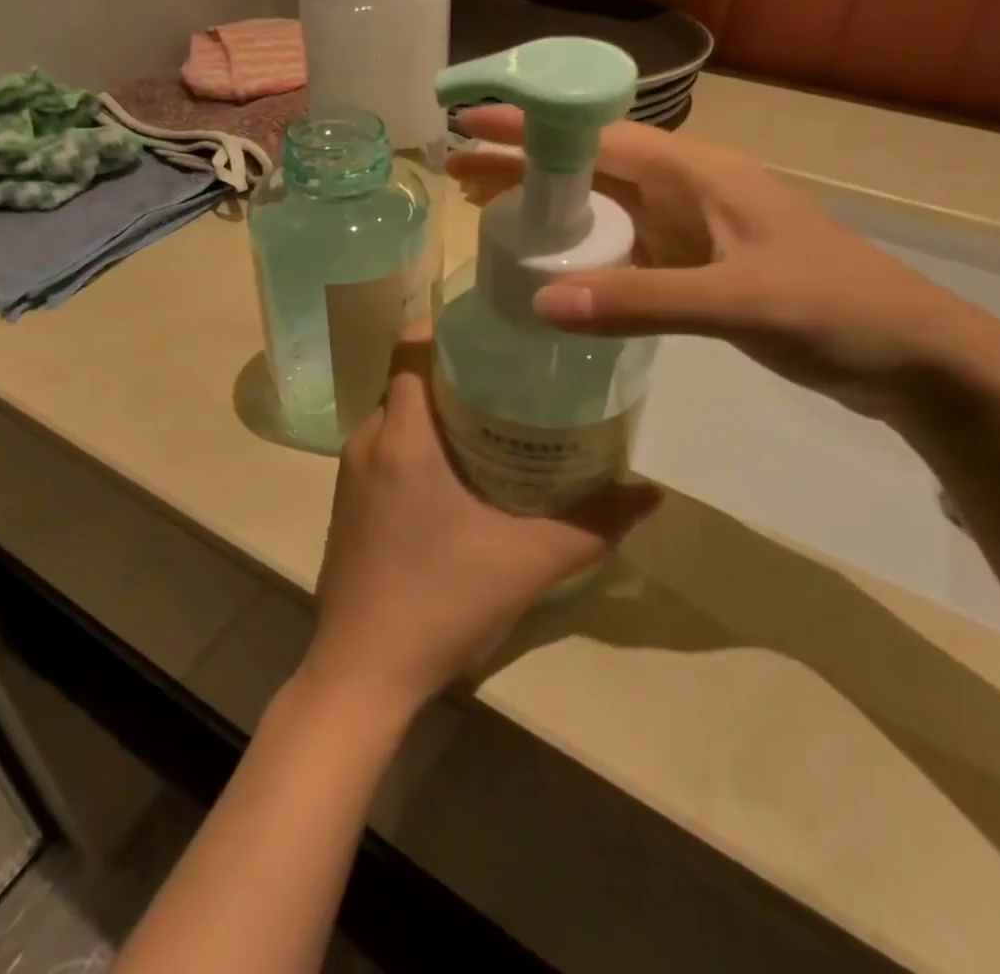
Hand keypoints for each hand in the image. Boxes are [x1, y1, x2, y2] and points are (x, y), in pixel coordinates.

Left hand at [302, 329, 660, 717]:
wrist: (362, 673)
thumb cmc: (442, 601)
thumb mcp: (529, 560)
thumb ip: (594, 522)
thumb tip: (651, 492)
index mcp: (402, 435)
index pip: (411, 347)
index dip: (447, 327)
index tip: (494, 328)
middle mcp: (367, 440)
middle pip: (409, 378)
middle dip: (455, 367)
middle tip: (512, 371)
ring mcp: (350, 473)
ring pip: (397, 414)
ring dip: (437, 407)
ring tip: (494, 413)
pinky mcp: (348, 502)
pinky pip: (385, 446)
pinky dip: (418, 439)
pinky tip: (459, 468)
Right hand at [448, 106, 999, 417]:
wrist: (910, 358)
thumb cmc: (834, 309)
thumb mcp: (738, 301)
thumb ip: (640, 301)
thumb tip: (539, 302)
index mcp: (698, 173)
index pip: (597, 135)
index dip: (532, 127)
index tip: (471, 123)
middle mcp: (687, 190)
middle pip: (589, 166)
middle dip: (524, 165)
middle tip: (458, 175)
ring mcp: (691, 230)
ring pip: (602, 207)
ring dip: (547, 207)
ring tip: (485, 214)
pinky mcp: (694, 266)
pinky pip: (621, 248)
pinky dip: (579, 251)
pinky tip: (549, 267)